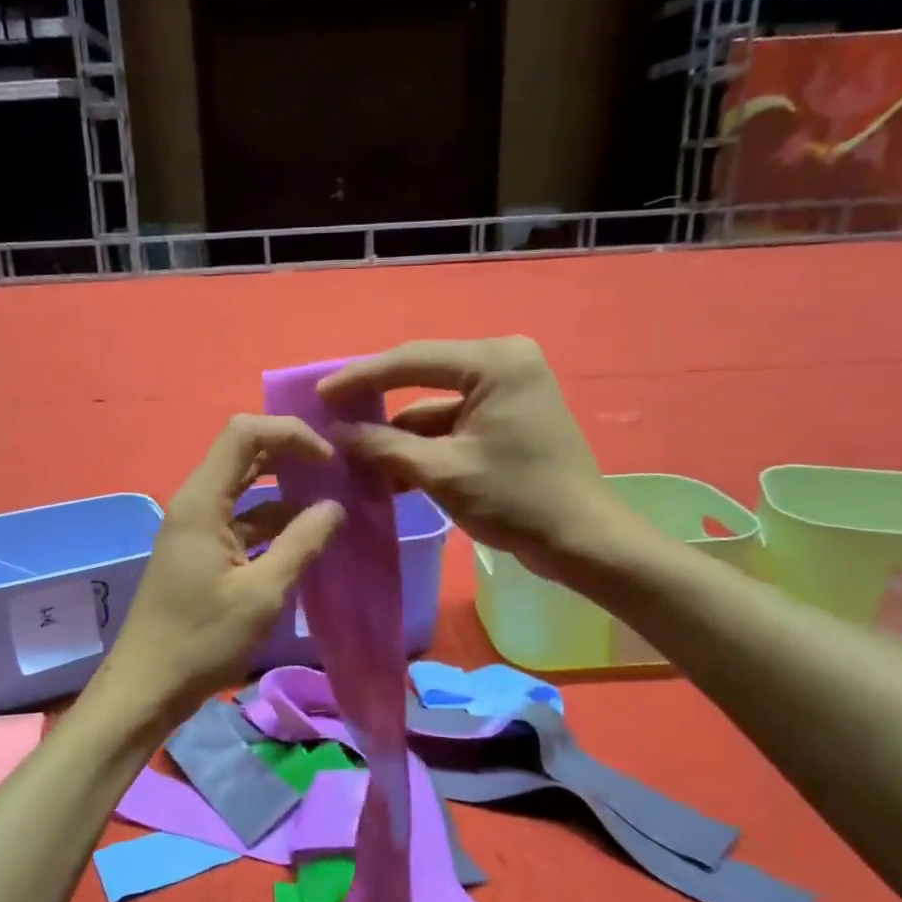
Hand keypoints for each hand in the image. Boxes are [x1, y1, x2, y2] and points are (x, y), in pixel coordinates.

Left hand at [98, 415, 345, 728]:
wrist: (148, 686)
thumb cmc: (203, 639)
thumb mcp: (262, 593)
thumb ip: (302, 543)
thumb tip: (335, 506)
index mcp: (203, 501)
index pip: (244, 433)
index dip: (290, 433)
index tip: (329, 459)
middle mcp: (196, 503)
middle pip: (245, 454)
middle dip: (291, 455)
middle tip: (337, 470)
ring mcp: (197, 528)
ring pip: (245, 490)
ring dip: (286, 491)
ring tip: (332, 503)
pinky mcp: (201, 552)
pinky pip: (242, 521)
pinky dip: (273, 522)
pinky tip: (306, 538)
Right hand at [320, 337, 643, 583]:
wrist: (582, 541)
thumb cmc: (516, 500)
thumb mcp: (442, 472)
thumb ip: (385, 447)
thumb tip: (336, 433)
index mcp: (495, 362)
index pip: (411, 360)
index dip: (360, 379)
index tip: (320, 395)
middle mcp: (503, 363)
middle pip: (421, 378)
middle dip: (377, 404)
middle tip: (330, 417)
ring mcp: (507, 391)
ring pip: (434, 407)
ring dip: (397, 434)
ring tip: (351, 455)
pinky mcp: (506, 419)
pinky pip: (452, 424)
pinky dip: (422, 446)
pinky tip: (387, 470)